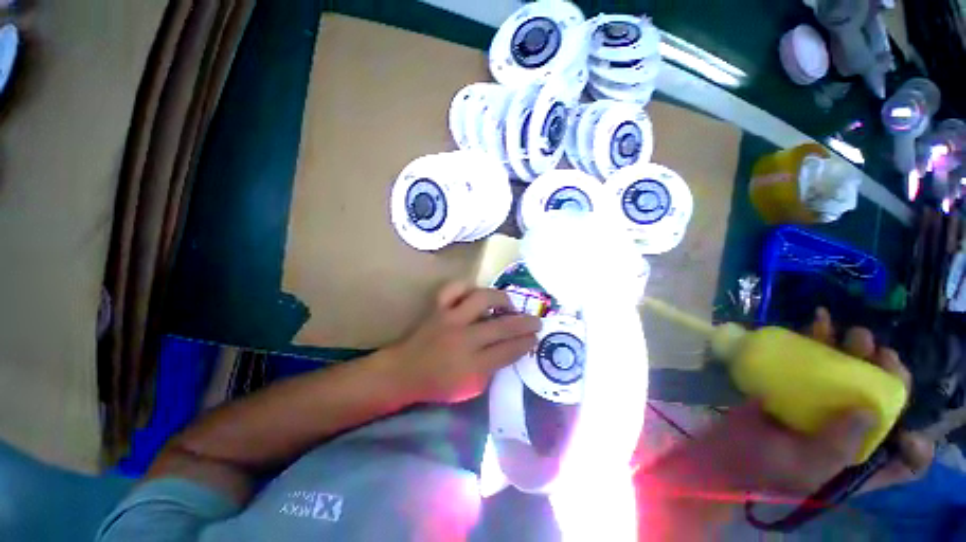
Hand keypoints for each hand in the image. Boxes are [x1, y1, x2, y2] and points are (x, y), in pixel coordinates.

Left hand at [385, 282, 540, 403]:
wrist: (403, 371)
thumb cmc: (437, 384)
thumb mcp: (470, 388)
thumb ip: (492, 368)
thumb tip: (510, 348)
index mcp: (472, 365)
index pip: (508, 350)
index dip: (526, 342)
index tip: (535, 337)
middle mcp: (464, 339)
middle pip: (502, 326)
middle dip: (525, 322)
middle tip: (536, 320)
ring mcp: (450, 319)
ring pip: (481, 299)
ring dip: (500, 299)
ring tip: (508, 303)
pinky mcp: (437, 308)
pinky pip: (453, 289)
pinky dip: (466, 287)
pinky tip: (475, 293)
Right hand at [636, 309, 933, 536]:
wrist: (723, 446)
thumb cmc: (765, 466)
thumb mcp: (804, 468)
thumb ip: (838, 447)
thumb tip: (867, 409)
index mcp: (860, 460)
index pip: (902, 457)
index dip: (915, 443)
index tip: (907, 428)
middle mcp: (850, 429)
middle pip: (882, 400)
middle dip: (888, 374)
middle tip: (879, 353)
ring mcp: (824, 402)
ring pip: (851, 372)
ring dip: (856, 349)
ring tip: (852, 334)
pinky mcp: (798, 384)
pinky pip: (814, 360)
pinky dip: (818, 339)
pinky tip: (818, 321)